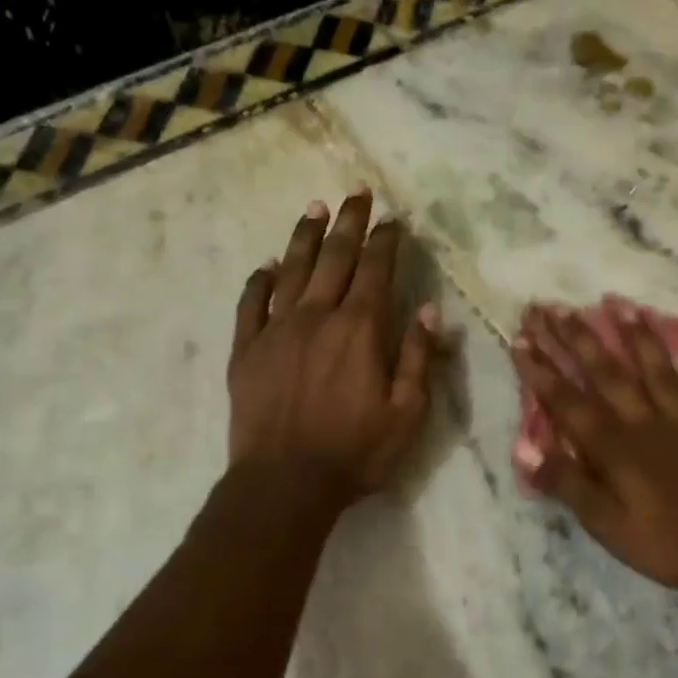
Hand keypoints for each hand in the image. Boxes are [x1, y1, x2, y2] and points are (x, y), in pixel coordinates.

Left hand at [228, 189, 439, 509]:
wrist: (284, 484)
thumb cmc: (355, 452)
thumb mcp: (407, 413)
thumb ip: (418, 359)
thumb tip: (430, 312)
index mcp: (360, 329)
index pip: (376, 270)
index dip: (385, 241)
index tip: (392, 220)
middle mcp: (318, 316)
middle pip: (335, 257)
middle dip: (348, 223)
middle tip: (355, 193)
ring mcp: (277, 330)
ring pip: (292, 270)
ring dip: (305, 237)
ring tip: (314, 209)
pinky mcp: (247, 350)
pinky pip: (251, 304)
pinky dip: (260, 281)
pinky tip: (267, 266)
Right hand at [510, 302, 677, 606]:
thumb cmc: (669, 545)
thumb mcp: (608, 526)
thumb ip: (568, 484)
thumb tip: (526, 447)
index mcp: (617, 447)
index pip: (569, 401)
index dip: (542, 370)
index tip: (521, 338)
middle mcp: (648, 422)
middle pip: (608, 374)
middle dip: (577, 339)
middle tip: (553, 308)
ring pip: (659, 371)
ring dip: (639, 337)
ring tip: (621, 304)